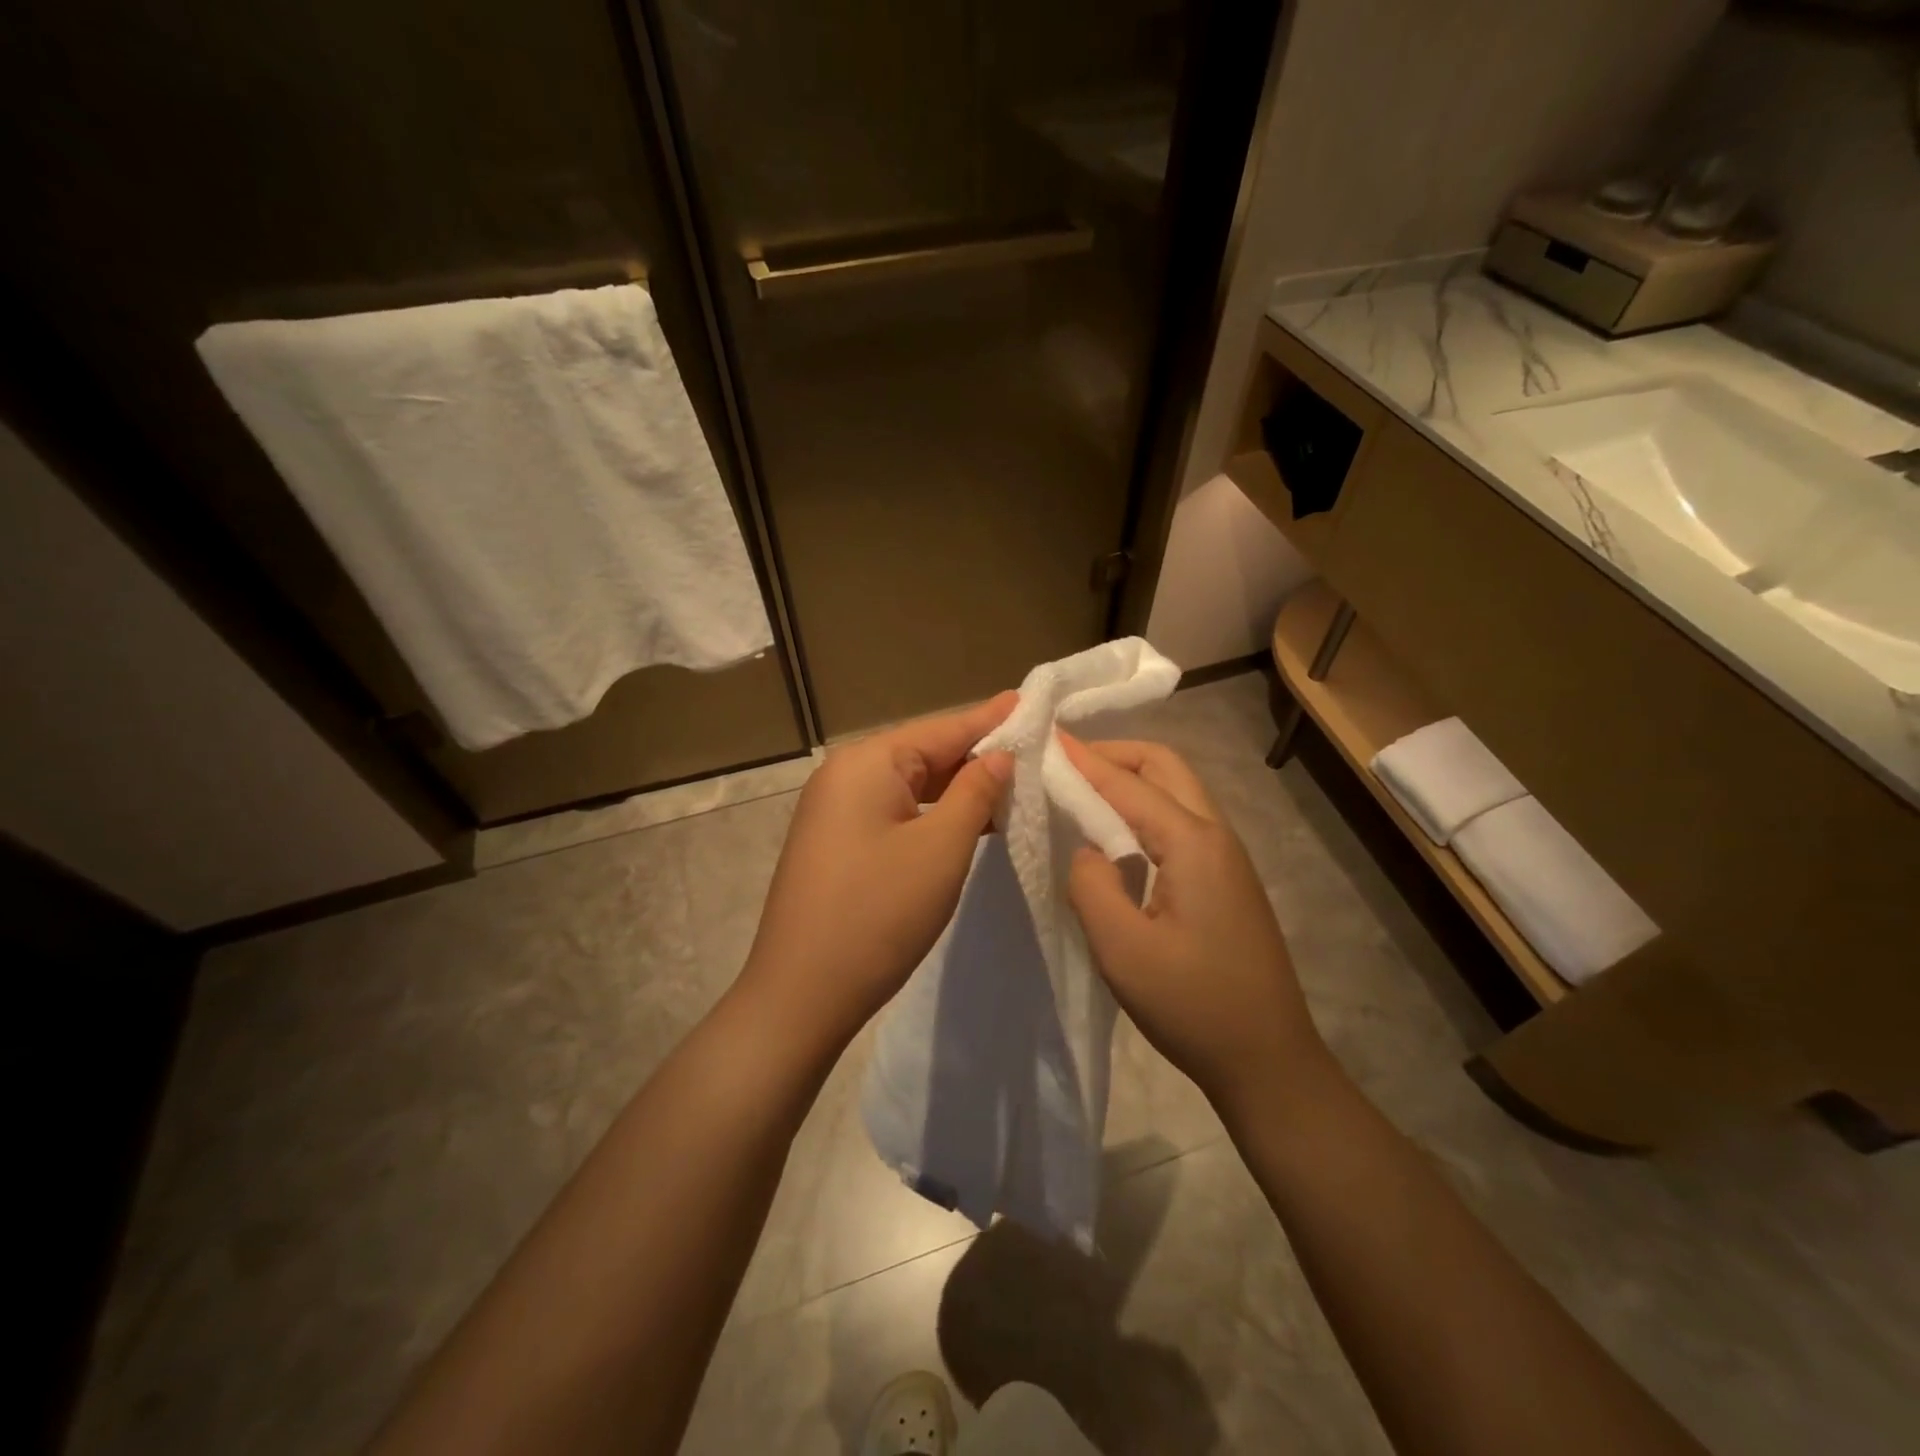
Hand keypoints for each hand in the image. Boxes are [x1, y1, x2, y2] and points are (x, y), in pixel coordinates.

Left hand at [739, 692, 1018, 1045]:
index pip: (943, 728)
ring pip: (912, 785)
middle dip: (978, 755)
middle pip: (925, 753)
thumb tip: (999, 755)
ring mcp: (836, 811)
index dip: (991, 718)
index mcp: (867, 762)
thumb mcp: (941, 849)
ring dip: (959, 789)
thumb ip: (975, 793)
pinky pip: (896, 812)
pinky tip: (970, 821)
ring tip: (1013, 783)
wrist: (801, 995)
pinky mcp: (838, 843)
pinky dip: (933, 814)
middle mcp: (845, 775)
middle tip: (1035, 750)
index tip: (1032, 702)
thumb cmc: (877, 914)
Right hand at [1062, 735, 1333, 1117]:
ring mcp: (1227, 858)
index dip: (1084, 759)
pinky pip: (1181, 822)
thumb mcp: (1121, 948)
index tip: (1045, 739)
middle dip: (1114, 754)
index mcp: (1193, 843)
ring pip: (1177, 791)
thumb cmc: (1192, 1004)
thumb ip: (1091, 884)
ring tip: (1083, 792)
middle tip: (1066, 763)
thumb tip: (1087, 851)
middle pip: (1165, 767)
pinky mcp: (1226, 881)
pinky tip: (1116, 837)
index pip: (1128, 783)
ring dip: (1131, 779)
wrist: (1268, 1060)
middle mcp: (1216, 836)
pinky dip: (1144, 809)